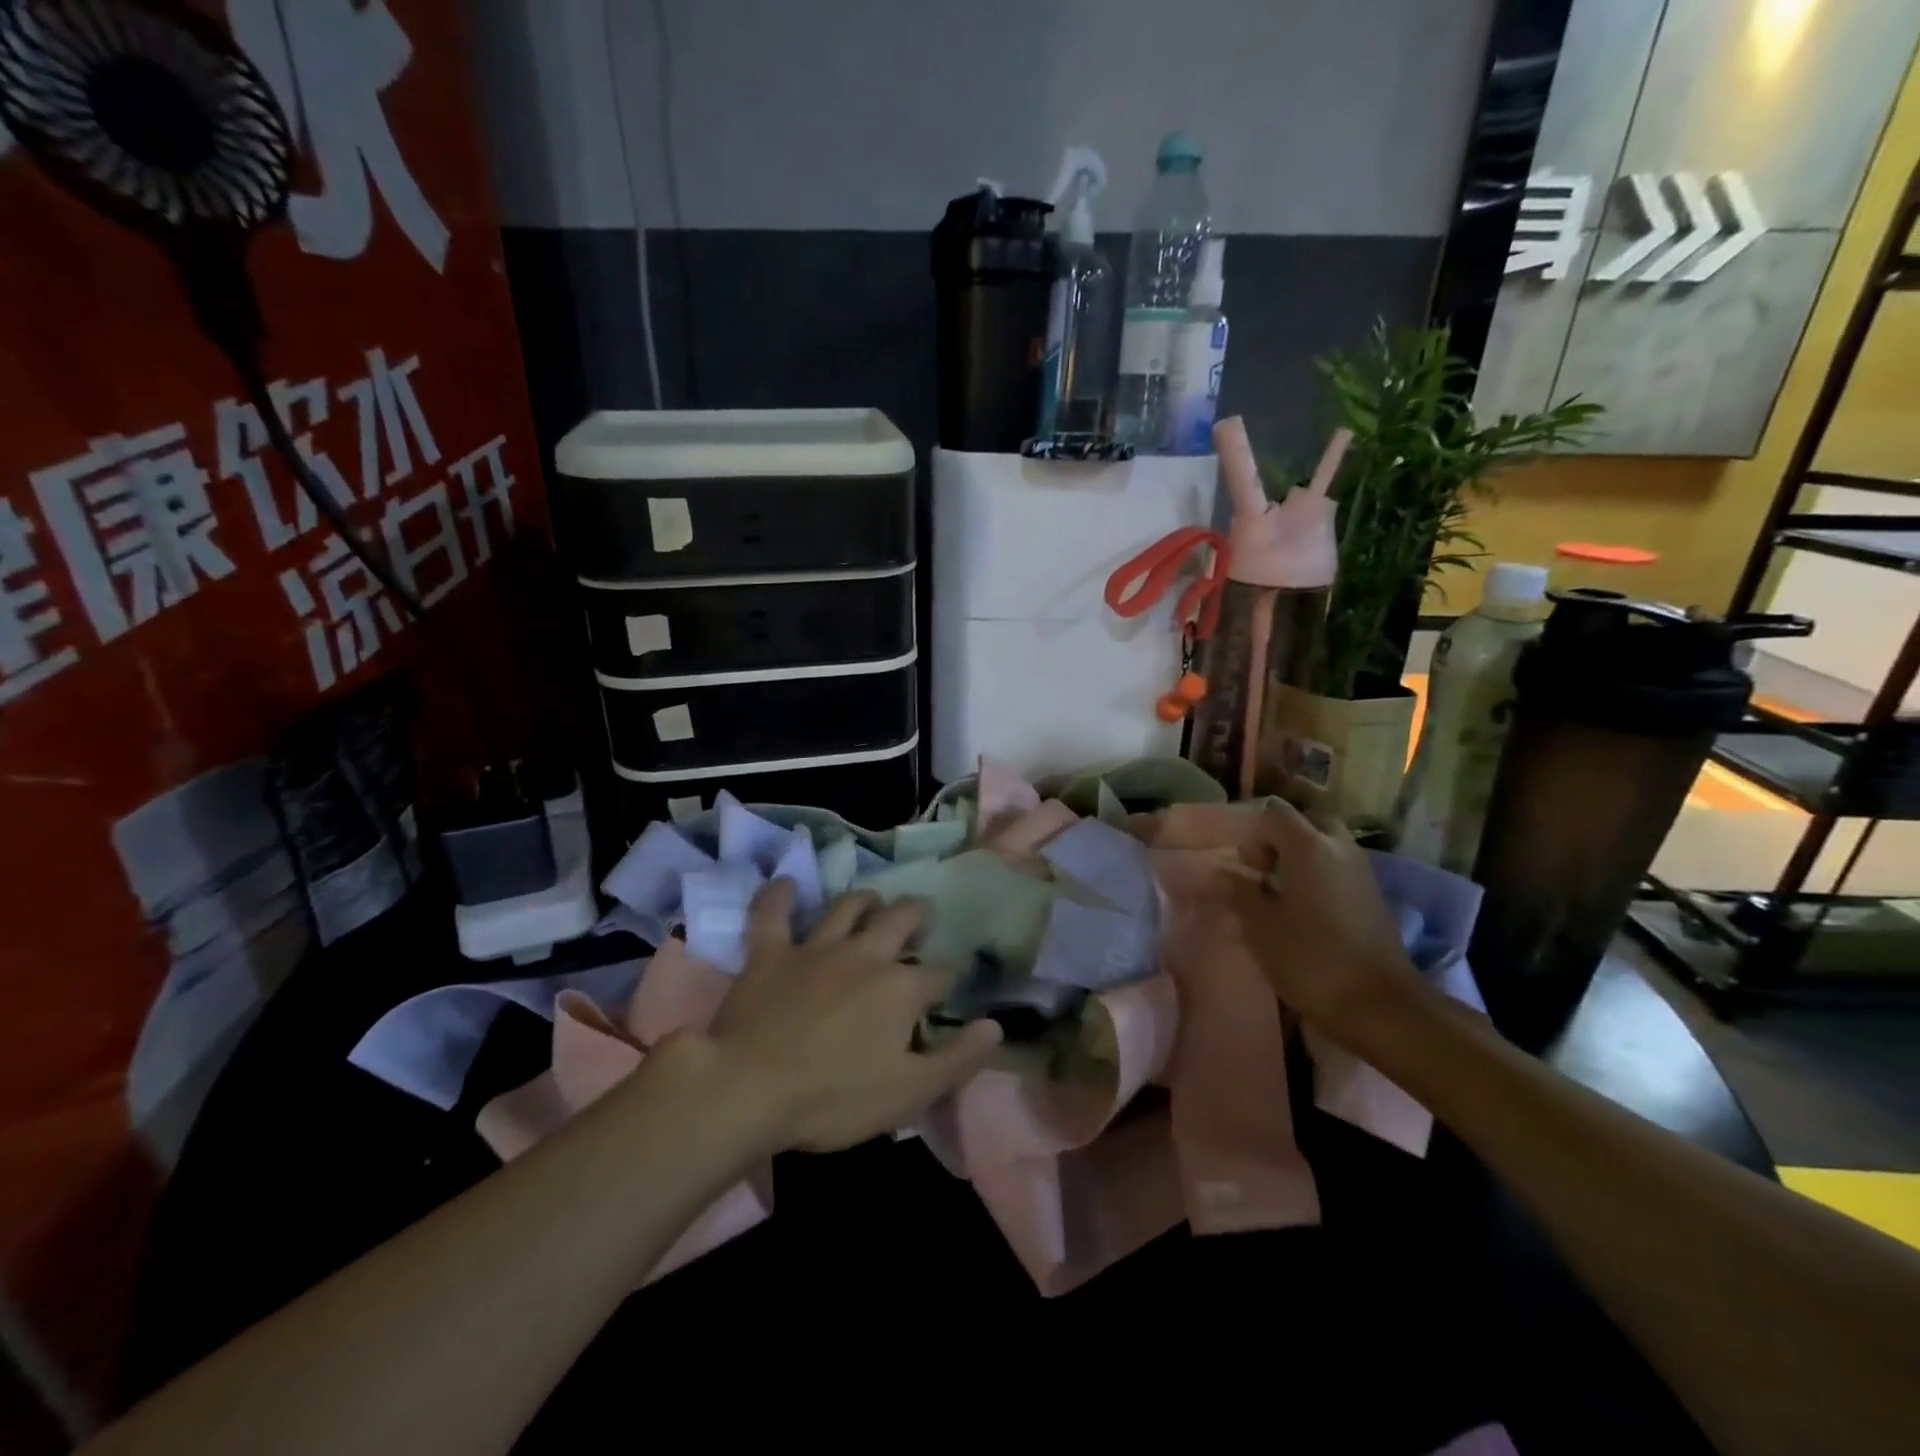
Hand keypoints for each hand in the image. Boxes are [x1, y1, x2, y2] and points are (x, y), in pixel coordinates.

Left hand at [702, 880, 1002, 1152]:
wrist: (750, 1089)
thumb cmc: (834, 1098)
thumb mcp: (908, 1094)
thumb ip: (957, 1059)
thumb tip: (995, 1026)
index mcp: (901, 989)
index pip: (939, 974)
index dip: (948, 978)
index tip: (946, 985)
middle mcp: (865, 955)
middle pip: (900, 919)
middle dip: (916, 915)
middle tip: (919, 918)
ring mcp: (816, 948)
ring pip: (847, 906)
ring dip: (864, 900)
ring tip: (872, 902)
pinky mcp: (771, 952)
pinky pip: (773, 913)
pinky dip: (780, 896)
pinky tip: (786, 884)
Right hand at [1223, 800, 1424, 1033]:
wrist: (1379, 1005)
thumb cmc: (1310, 958)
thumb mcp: (1260, 926)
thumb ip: (1239, 892)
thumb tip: (1223, 874)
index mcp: (1309, 846)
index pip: (1275, 812)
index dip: (1252, 830)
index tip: (1241, 862)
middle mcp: (1339, 848)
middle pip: (1307, 821)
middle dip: (1280, 837)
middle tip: (1261, 868)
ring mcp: (1361, 871)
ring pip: (1326, 844)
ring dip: (1300, 856)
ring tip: (1277, 889)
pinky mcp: (1372, 896)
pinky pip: (1338, 867)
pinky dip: (1318, 873)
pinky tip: (1301, 907)